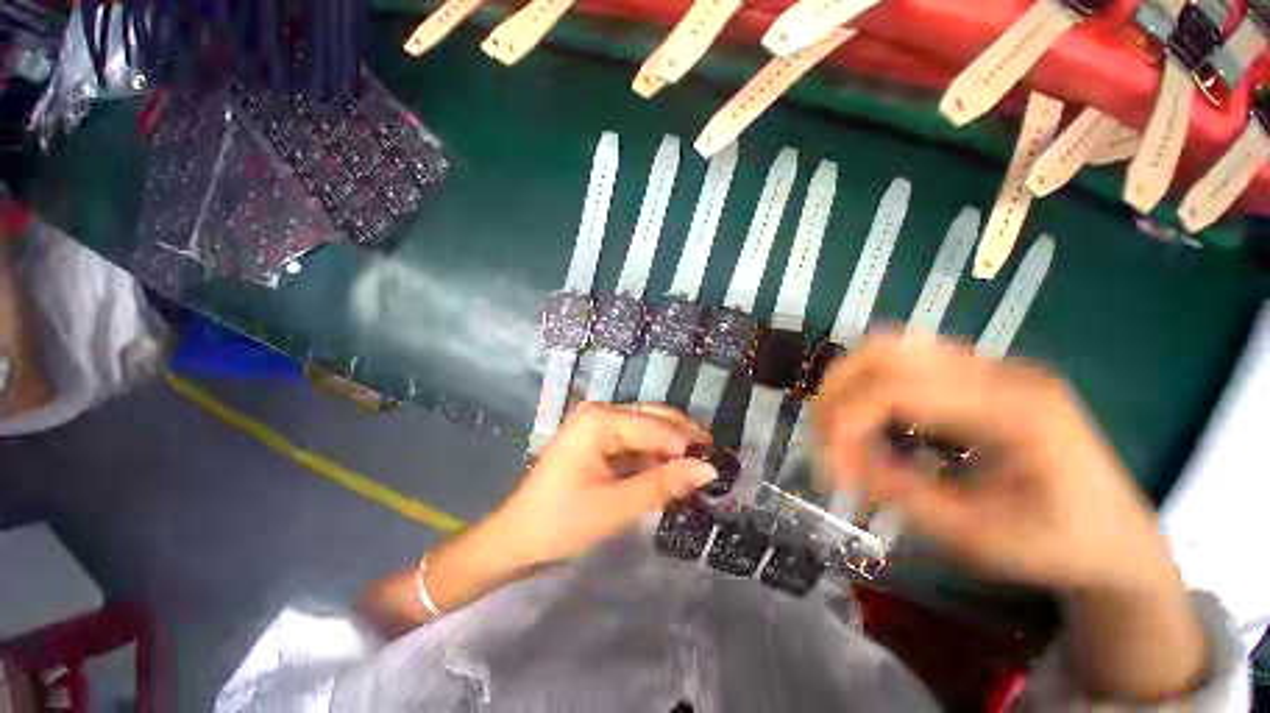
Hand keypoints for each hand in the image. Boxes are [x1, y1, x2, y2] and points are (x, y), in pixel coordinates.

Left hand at [489, 402, 716, 568]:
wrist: (517, 537)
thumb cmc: (560, 522)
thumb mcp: (616, 507)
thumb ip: (662, 484)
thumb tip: (708, 469)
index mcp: (600, 419)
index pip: (657, 426)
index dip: (686, 447)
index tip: (713, 472)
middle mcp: (600, 411)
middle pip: (654, 417)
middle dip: (683, 441)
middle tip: (710, 467)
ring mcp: (598, 422)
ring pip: (648, 428)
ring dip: (671, 450)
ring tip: (695, 473)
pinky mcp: (598, 438)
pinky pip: (636, 440)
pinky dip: (654, 456)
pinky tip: (669, 472)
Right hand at [812, 333, 1169, 592]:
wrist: (1117, 537)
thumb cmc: (1057, 547)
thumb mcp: (977, 537)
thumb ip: (900, 492)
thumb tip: (837, 463)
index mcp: (1015, 410)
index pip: (898, 389)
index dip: (846, 420)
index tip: (826, 463)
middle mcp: (1001, 372)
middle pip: (887, 349)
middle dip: (837, 391)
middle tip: (821, 436)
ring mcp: (992, 367)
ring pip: (891, 348)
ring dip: (849, 383)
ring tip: (838, 426)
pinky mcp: (980, 376)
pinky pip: (906, 363)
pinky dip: (871, 386)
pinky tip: (872, 421)